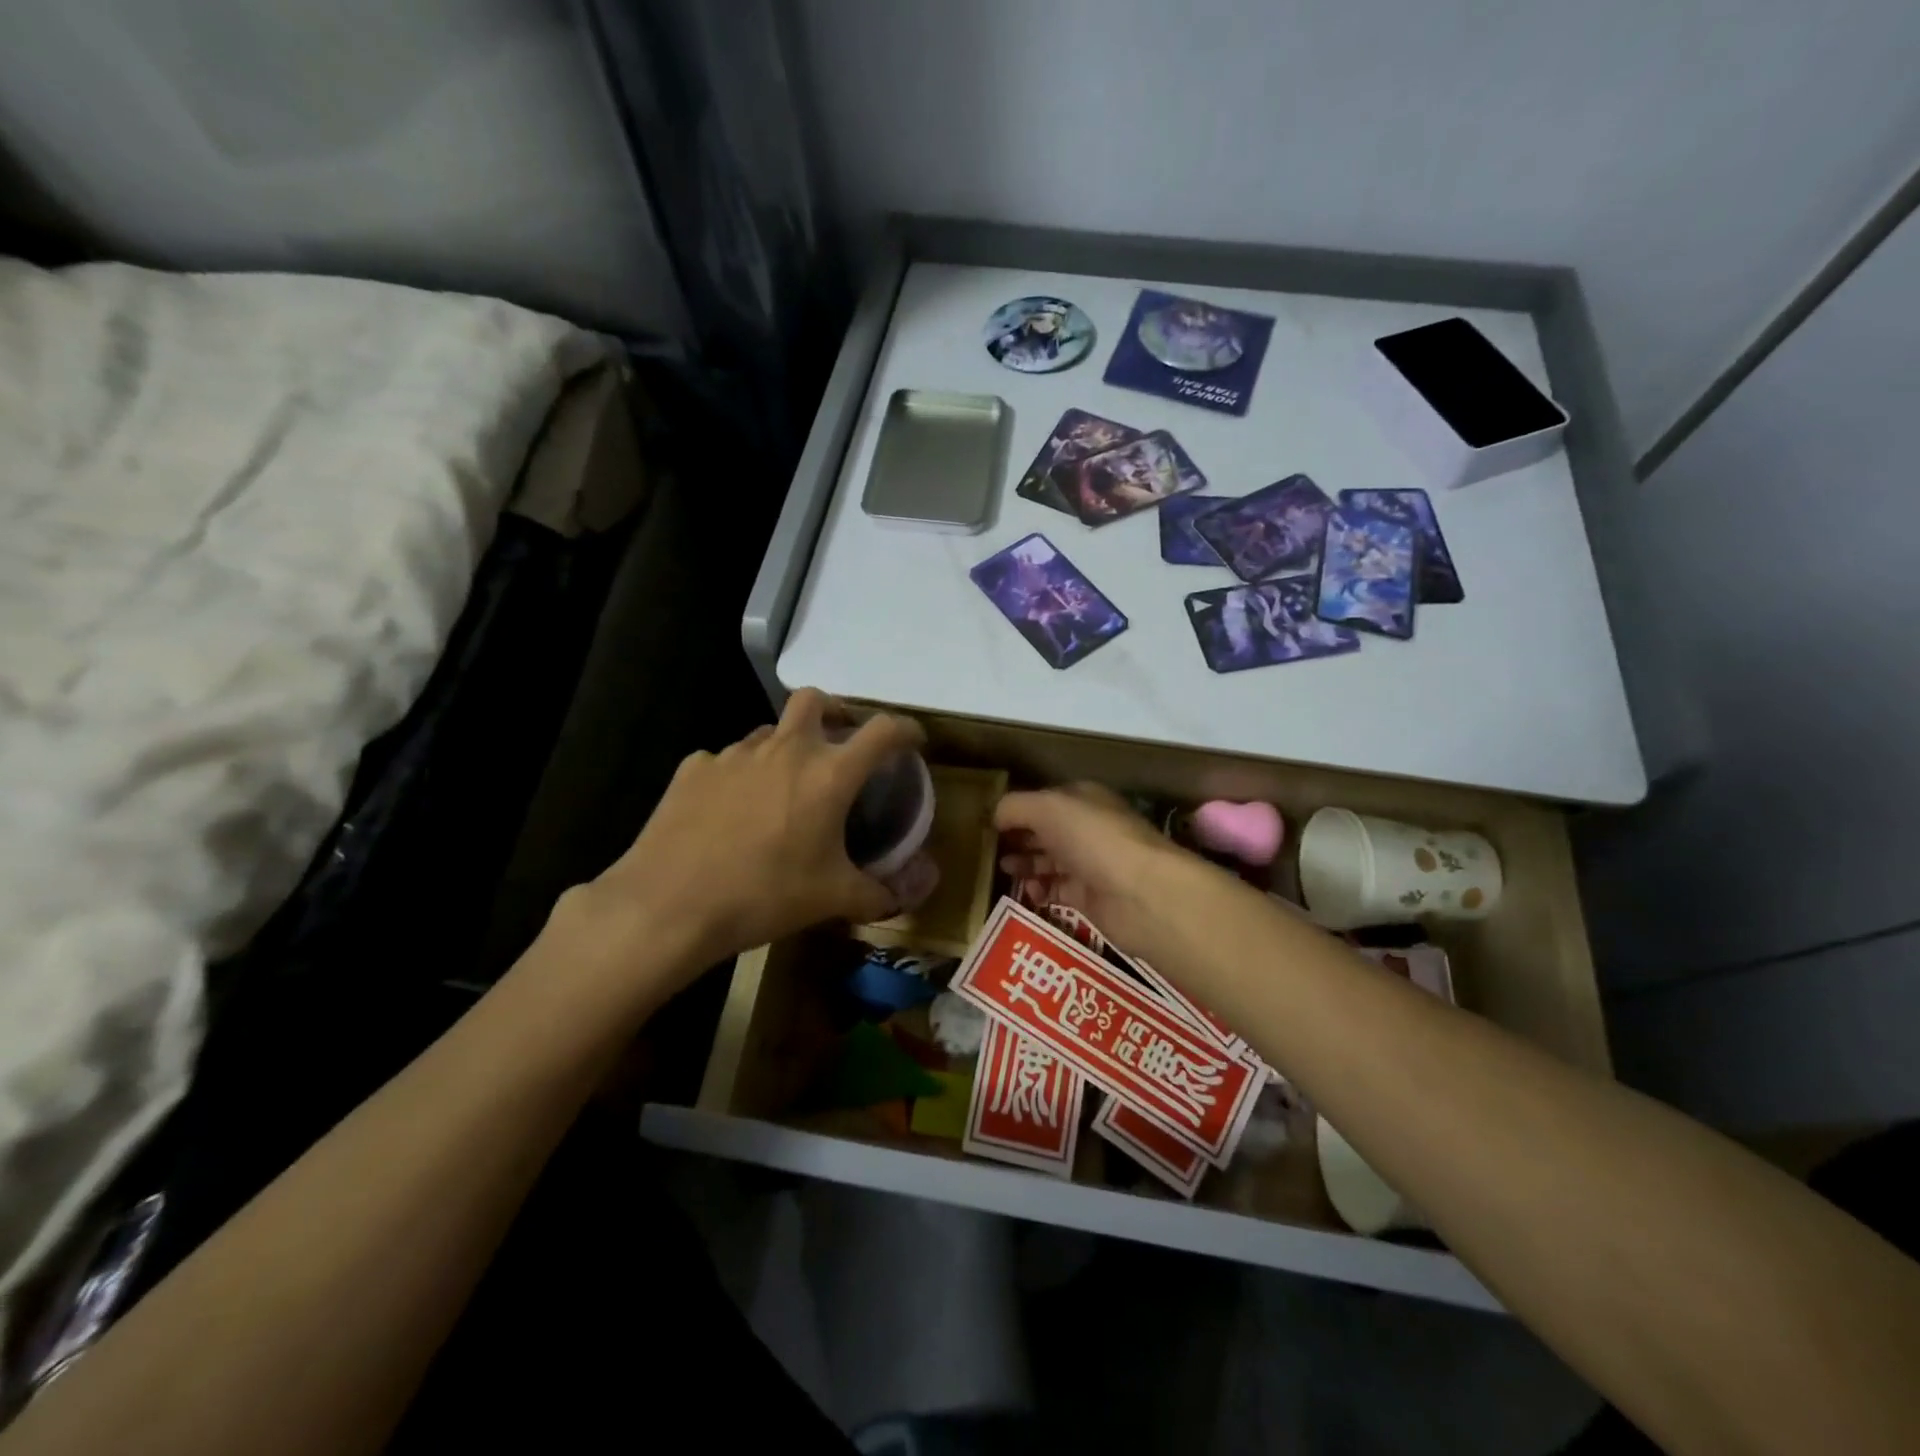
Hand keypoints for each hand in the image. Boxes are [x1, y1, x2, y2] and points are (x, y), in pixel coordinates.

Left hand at [567, 689, 924, 993]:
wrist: (669, 905)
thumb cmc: (764, 896)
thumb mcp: (832, 899)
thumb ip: (879, 893)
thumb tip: (909, 895)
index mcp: (828, 774)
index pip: (882, 731)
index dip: (905, 729)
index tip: (913, 740)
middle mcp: (784, 750)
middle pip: (815, 700)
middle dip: (834, 712)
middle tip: (838, 744)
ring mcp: (734, 754)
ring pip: (768, 732)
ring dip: (784, 748)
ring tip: (782, 788)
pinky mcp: (694, 769)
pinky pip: (725, 761)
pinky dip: (738, 777)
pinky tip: (730, 812)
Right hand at [994, 783, 1192, 955]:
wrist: (1141, 894)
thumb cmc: (1094, 839)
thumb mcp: (1047, 808)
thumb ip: (1015, 807)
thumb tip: (995, 815)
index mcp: (1083, 799)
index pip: (1044, 800)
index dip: (1018, 810)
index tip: (989, 823)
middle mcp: (1088, 828)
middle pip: (1046, 831)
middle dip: (1019, 838)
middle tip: (990, 850)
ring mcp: (1091, 864)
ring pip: (1050, 861)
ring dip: (1026, 865)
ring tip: (1004, 871)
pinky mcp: (1091, 899)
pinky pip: (1057, 892)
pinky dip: (1039, 892)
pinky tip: (1026, 894)